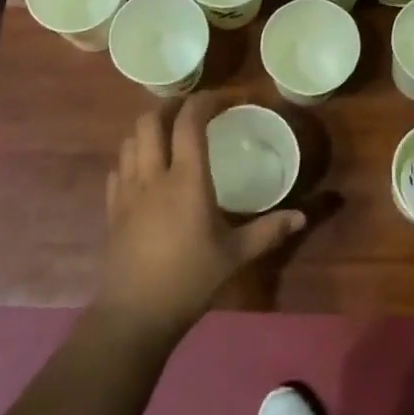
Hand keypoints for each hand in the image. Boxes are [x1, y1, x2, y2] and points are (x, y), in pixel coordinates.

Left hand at [95, 91, 306, 341]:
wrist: (135, 315)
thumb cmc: (190, 280)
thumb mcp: (235, 256)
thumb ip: (268, 231)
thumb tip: (302, 217)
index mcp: (186, 179)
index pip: (189, 123)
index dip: (204, 102)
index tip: (221, 100)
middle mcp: (153, 176)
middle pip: (149, 121)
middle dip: (169, 108)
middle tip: (190, 112)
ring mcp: (127, 191)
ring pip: (129, 141)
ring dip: (148, 131)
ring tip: (167, 137)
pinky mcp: (111, 209)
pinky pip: (118, 169)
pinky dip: (131, 158)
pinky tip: (144, 172)